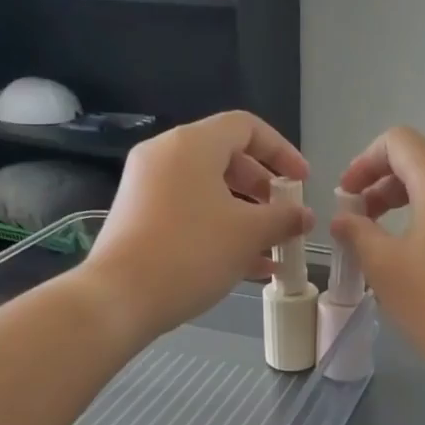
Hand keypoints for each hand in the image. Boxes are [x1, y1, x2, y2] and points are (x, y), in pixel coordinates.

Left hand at [81, 112, 313, 341]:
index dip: (281, 151)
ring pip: (209, 191)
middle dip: (264, 189)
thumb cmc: (191, 253)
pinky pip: (190, 212)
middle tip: (285, 216)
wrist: (120, 296)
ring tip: (272, 247)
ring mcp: (148, 187)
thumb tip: (304, 215)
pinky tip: (249, 266)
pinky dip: (220, 229)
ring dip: (246, 215)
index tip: (302, 182)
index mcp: (192, 145)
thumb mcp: (248, 234)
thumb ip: (283, 219)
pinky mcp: (140, 218)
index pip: (246, 127)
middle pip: (227, 158)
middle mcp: (166, 156)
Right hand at [332, 126, 424, 417]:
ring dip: (412, 210)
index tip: (347, 195)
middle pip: (424, 168)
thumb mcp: (385, 269)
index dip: (365, 160)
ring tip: (392, 248)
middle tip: (362, 223)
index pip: (400, 142)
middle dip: (385, 188)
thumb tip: (344, 217)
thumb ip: (357, 233)